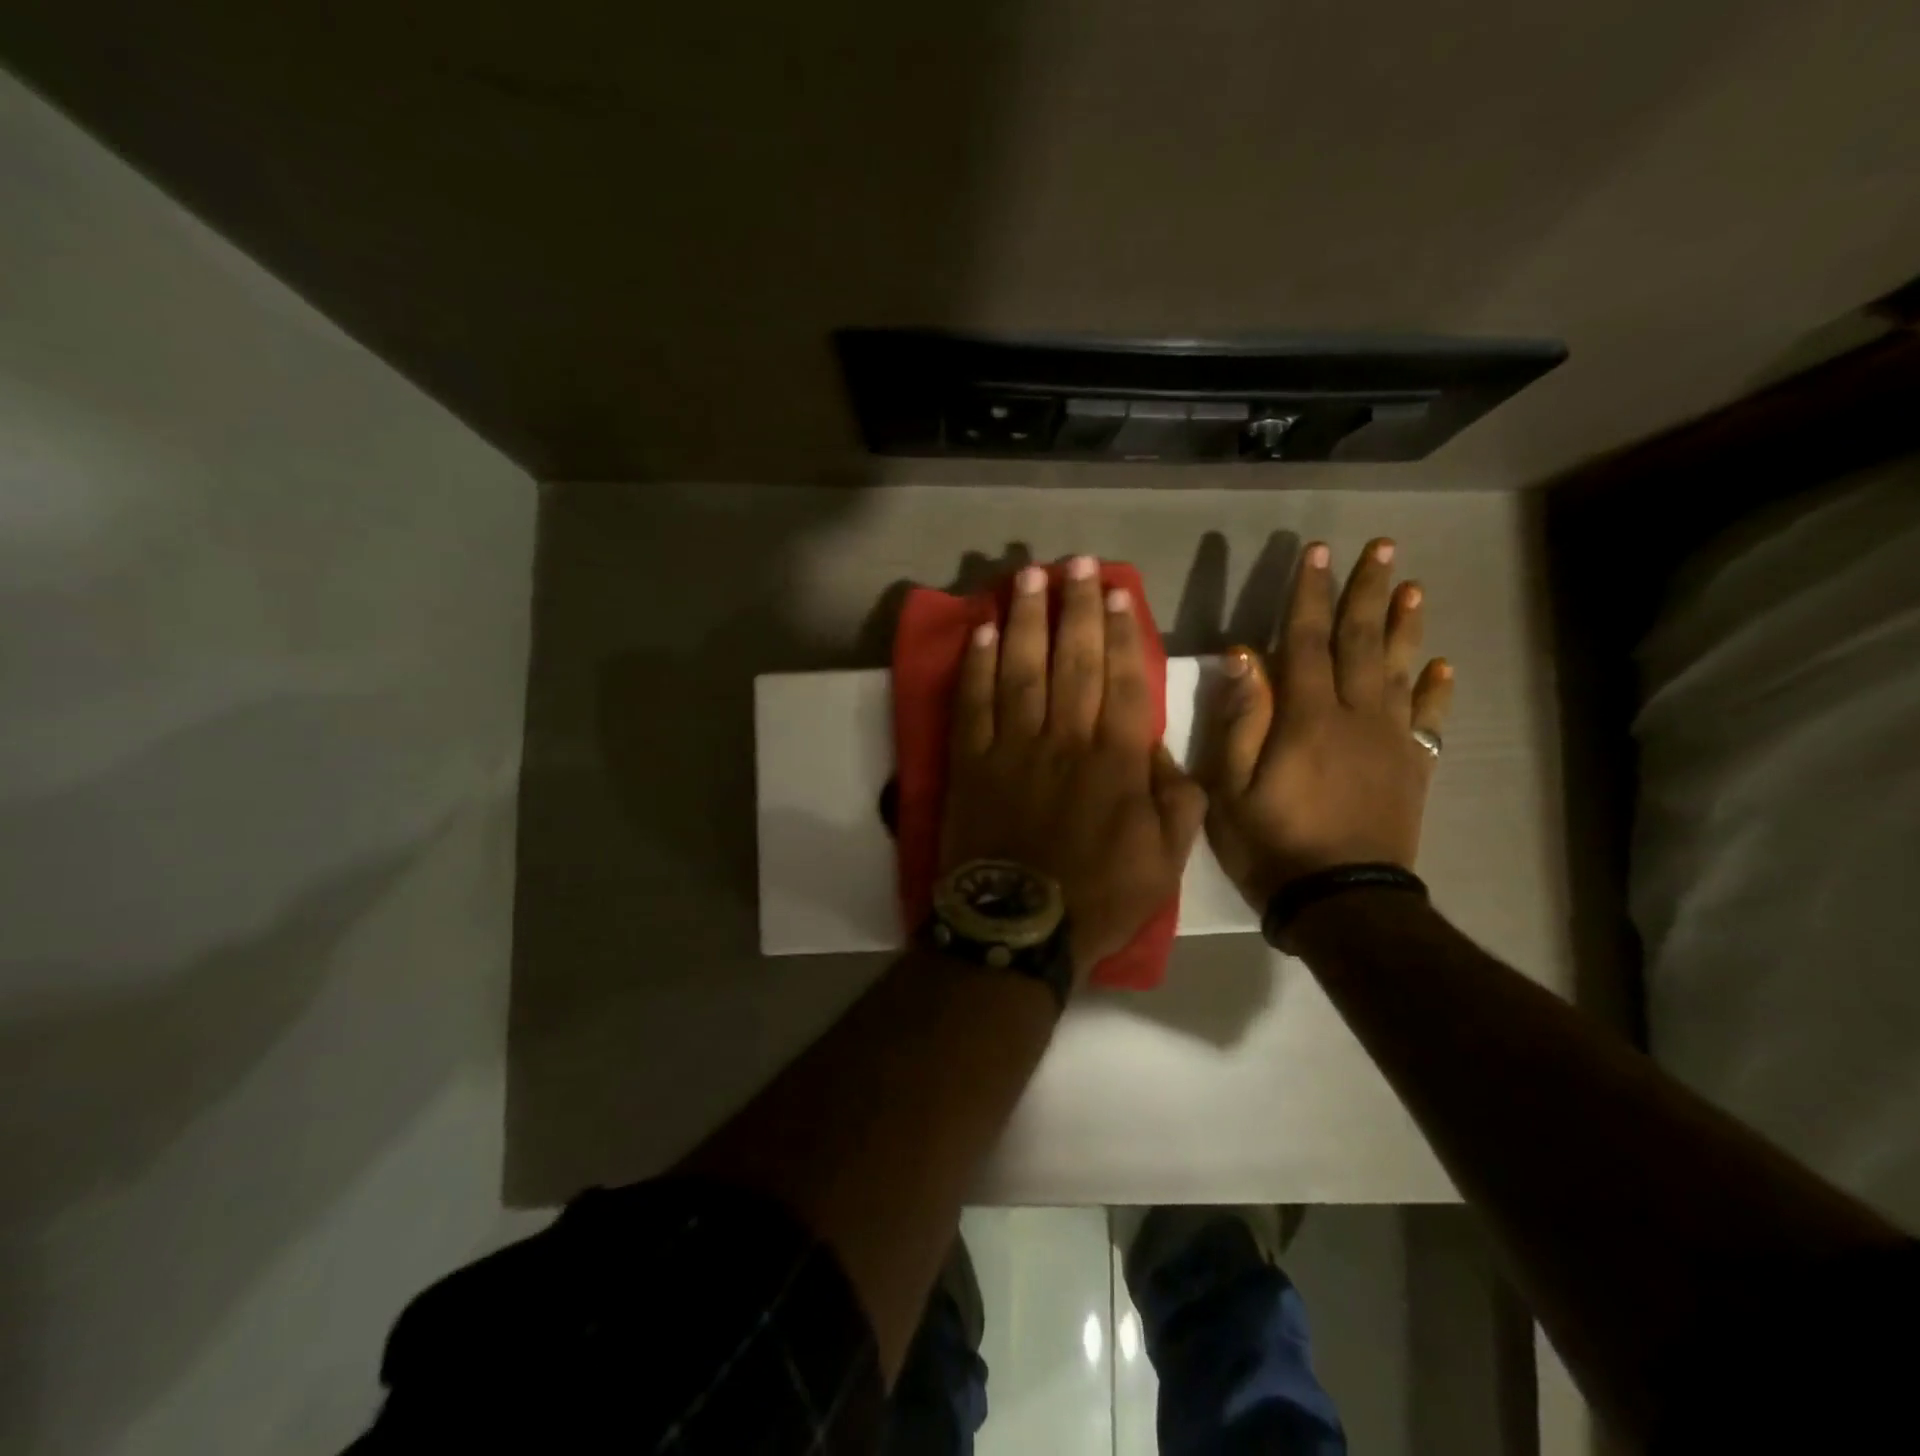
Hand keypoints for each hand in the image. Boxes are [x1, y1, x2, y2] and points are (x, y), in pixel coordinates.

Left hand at [941, 557, 1208, 981]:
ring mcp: (1013, 747)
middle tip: (1075, 564)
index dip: (1122, 632)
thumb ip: (1176, 801)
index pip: (1124, 681)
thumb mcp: (1166, 862)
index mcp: (1116, 762)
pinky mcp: (970, 762)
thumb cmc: (1097, 898)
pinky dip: (976, 666)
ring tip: (1028, 577)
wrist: (1018, 929)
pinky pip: (973, 704)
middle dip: (1076, 608)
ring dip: (1026, 620)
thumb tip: (1163, 751)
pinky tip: (980, 633)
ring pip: (1022, 669)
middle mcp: (1066, 740)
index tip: (1118, 593)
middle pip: (1074, 661)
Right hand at [1200, 538, 1453, 907]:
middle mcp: (1356, 716)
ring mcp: (1390, 741)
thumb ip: (1241, 718)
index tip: (1318, 552)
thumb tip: (1244, 656)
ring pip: (1400, 671)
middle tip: (1382, 547)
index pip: (1307, 640)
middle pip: (1362, 642)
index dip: (1311, 594)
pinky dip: (1435, 691)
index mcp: (1307, 717)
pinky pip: (1428, 720)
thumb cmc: (1271, 843)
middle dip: (1368, 591)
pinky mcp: (1411, 768)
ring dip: (1404, 627)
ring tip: (1413, 587)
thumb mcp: (1231, 786)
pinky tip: (1441, 666)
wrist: (1341, 900)